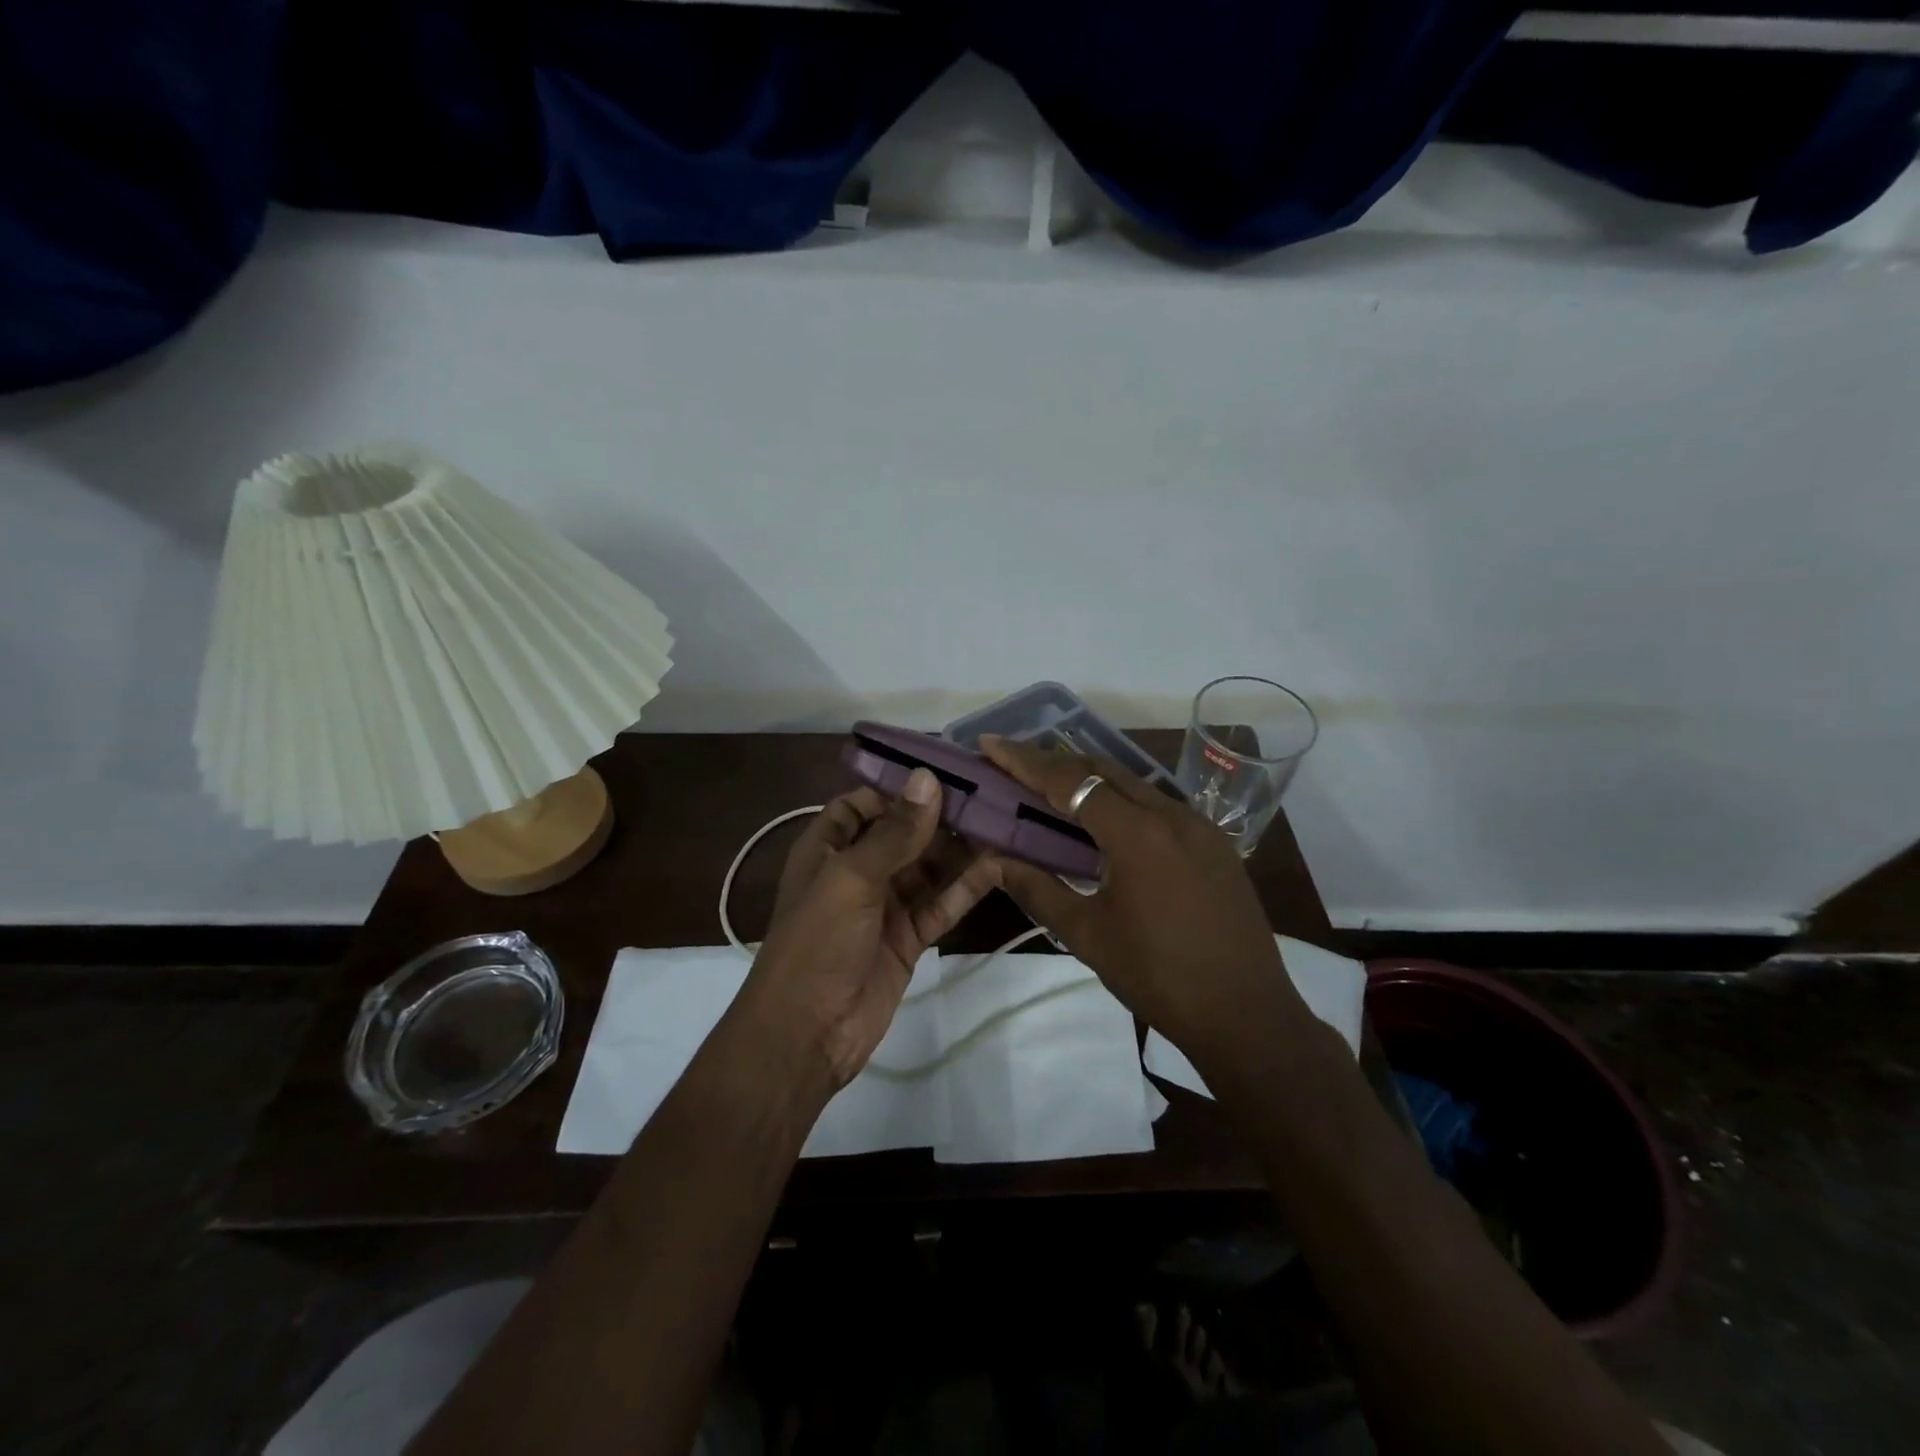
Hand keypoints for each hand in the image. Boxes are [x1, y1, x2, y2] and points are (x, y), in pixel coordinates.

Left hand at [739, 770, 1000, 1092]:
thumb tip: (928, 779)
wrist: (806, 1034)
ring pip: (927, 868)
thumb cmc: (818, 942)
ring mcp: (885, 906)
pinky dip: (965, 888)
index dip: (898, 788)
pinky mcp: (908, 938)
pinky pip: (939, 904)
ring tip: (1003, 825)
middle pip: (903, 834)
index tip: (945, 773)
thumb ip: (894, 832)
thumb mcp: (851, 878)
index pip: (863, 803)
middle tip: (990, 796)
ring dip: (959, 851)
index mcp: (828, 848)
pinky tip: (997, 867)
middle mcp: (857, 871)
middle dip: (940, 817)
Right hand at [980, 736, 1309, 1059]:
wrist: (1246, 1015)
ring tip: (1050, 788)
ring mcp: (1200, 826)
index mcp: (1138, 834)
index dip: (1025, 761)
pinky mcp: (1215, 844)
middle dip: (1055, 762)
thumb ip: (1038, 889)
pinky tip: (1104, 822)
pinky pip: (1159, 806)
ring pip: (1134, 785)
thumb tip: (995, 861)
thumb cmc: (1158, 977)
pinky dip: (1122, 802)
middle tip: (1013, 764)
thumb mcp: (1087, 935)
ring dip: (1090, 780)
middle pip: (1103, 770)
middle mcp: (1172, 814)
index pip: (1071, 782)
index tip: (990, 744)